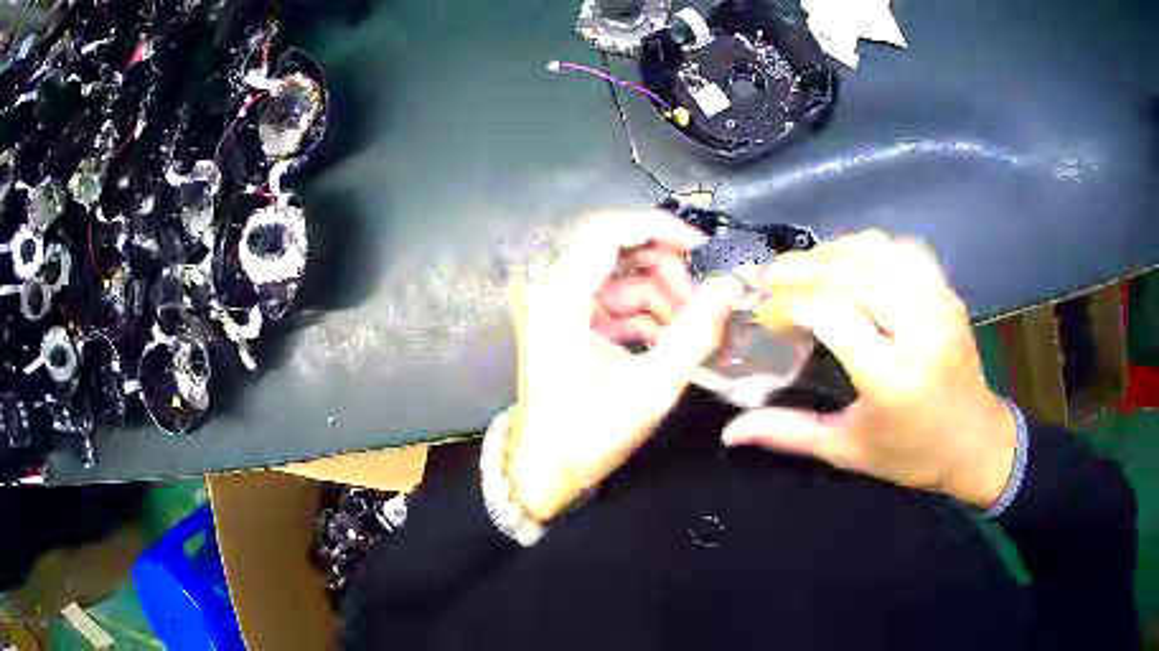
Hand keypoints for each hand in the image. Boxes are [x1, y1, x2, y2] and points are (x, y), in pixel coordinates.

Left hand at [507, 211, 743, 521]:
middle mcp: (553, 290)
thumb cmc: (588, 435)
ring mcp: (558, 306)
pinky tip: (668, 342)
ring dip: (659, 296)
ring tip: (690, 331)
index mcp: (561, 297)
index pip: (610, 231)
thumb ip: (695, 333)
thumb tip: (731, 286)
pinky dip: (644, 315)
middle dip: (666, 268)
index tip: (704, 251)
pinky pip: (613, 301)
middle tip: (702, 300)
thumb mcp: (651, 388)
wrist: (542, 472)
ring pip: (620, 276)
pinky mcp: (567, 324)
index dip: (661, 230)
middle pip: (617, 248)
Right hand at [723, 231, 1016, 509]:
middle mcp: (918, 327)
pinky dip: (868, 248)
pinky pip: (902, 249)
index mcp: (892, 375)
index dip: (788, 304)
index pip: (830, 312)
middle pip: (849, 271)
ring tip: (805, 271)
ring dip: (831, 253)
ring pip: (875, 250)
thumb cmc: (911, 454)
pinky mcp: (947, 291)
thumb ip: (788, 433)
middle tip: (771, 280)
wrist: (975, 441)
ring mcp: (937, 302)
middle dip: (800, 269)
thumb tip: (731, 431)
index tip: (765, 313)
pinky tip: (851, 265)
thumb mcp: (848, 450)